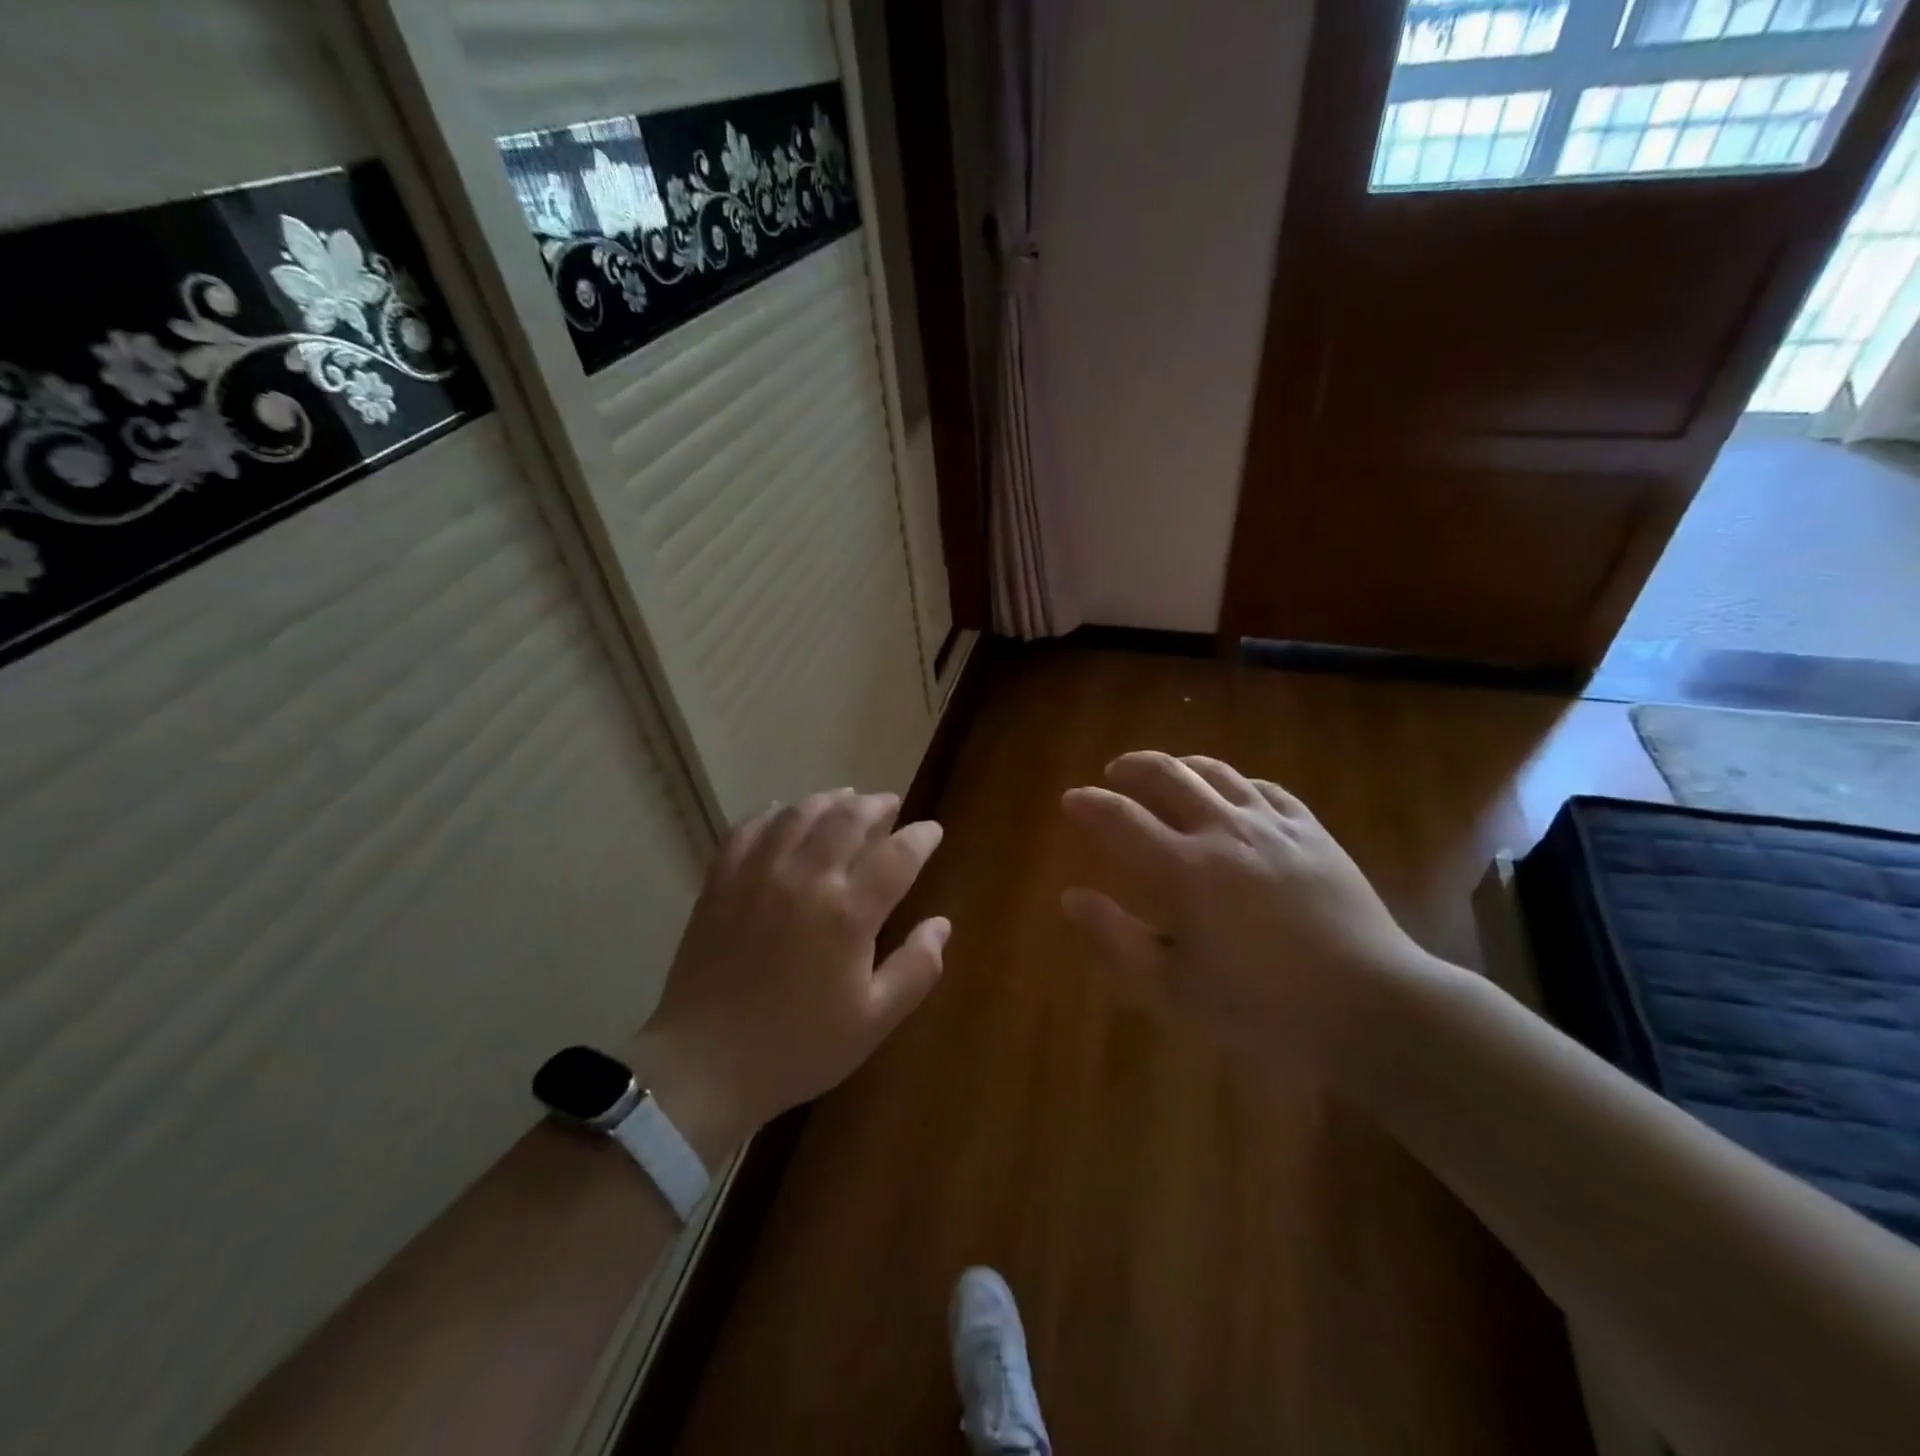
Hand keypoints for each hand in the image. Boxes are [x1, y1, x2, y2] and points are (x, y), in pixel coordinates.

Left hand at [633, 790, 948, 1166]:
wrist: (705, 1065)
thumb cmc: (799, 1048)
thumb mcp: (873, 1021)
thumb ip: (916, 969)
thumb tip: (941, 924)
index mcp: (847, 913)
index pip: (897, 856)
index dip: (920, 837)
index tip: (931, 830)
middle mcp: (805, 879)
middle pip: (848, 819)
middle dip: (876, 806)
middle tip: (890, 805)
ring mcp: (757, 874)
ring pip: (800, 814)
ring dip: (829, 800)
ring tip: (846, 799)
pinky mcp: (721, 881)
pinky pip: (749, 828)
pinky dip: (773, 813)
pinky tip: (783, 814)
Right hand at [1060, 752, 1431, 1081]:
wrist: (1370, 1006)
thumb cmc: (1262, 1007)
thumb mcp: (1175, 987)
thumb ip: (1117, 937)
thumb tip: (1071, 897)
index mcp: (1183, 869)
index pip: (1120, 818)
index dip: (1089, 804)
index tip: (1071, 799)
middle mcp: (1223, 831)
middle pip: (1167, 774)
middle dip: (1132, 766)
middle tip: (1114, 771)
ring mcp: (1272, 825)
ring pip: (1217, 771)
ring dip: (1182, 764)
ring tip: (1167, 771)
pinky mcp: (1312, 832)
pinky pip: (1266, 788)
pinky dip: (1237, 782)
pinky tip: (1234, 792)